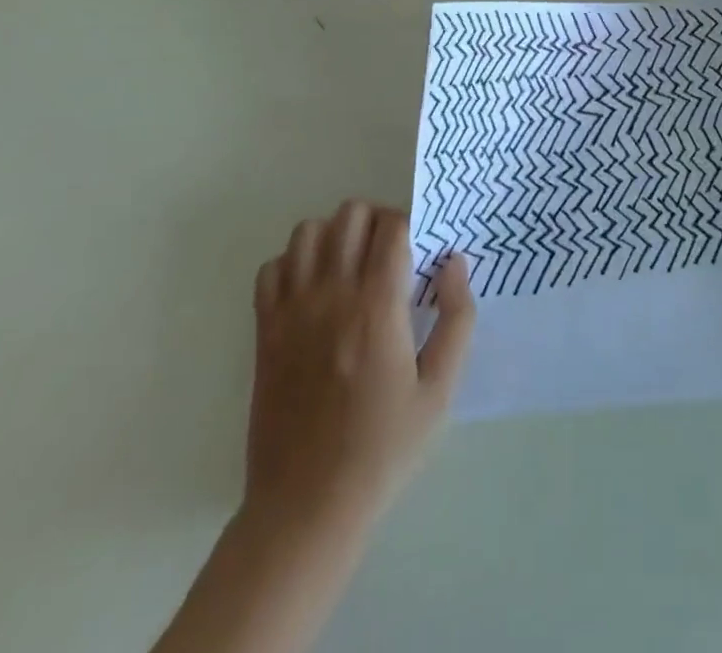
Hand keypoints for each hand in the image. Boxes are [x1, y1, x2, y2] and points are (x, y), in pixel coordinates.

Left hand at [244, 200, 474, 531]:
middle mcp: (332, 295)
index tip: (418, 253)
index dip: (410, 226)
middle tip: (389, 255)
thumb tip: (454, 263)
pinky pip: (272, 267)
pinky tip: (313, 290)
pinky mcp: (265, 330)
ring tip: (350, 266)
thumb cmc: (383, 449)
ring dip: (334, 236)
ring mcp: (292, 311)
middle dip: (376, 221)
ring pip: (308, 230)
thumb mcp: (441, 390)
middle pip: (350, 214)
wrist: (306, 506)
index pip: (392, 226)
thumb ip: (457, 318)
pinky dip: (294, 263)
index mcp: (378, 307)